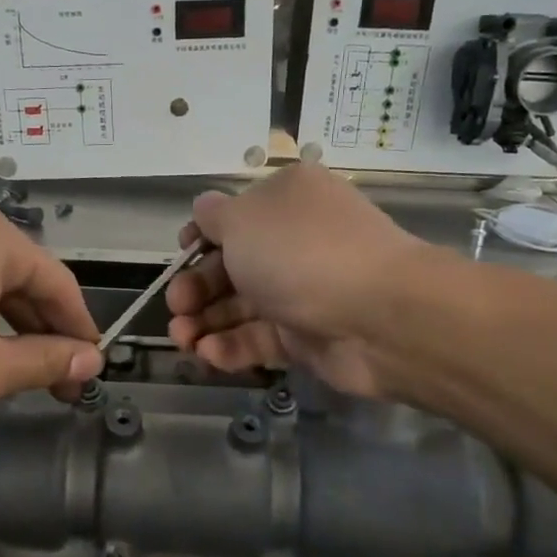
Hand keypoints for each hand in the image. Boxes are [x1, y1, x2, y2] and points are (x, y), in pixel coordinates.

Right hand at [166, 165, 430, 397]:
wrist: (379, 317)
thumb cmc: (301, 253)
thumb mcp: (243, 219)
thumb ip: (213, 217)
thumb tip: (204, 212)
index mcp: (286, 201)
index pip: (234, 217)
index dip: (200, 238)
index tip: (180, 256)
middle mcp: (295, 242)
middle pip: (231, 265)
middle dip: (196, 287)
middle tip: (176, 307)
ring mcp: (302, 291)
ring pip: (241, 306)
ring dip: (205, 322)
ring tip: (182, 340)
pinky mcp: (306, 336)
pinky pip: (260, 339)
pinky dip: (231, 347)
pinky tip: (209, 355)